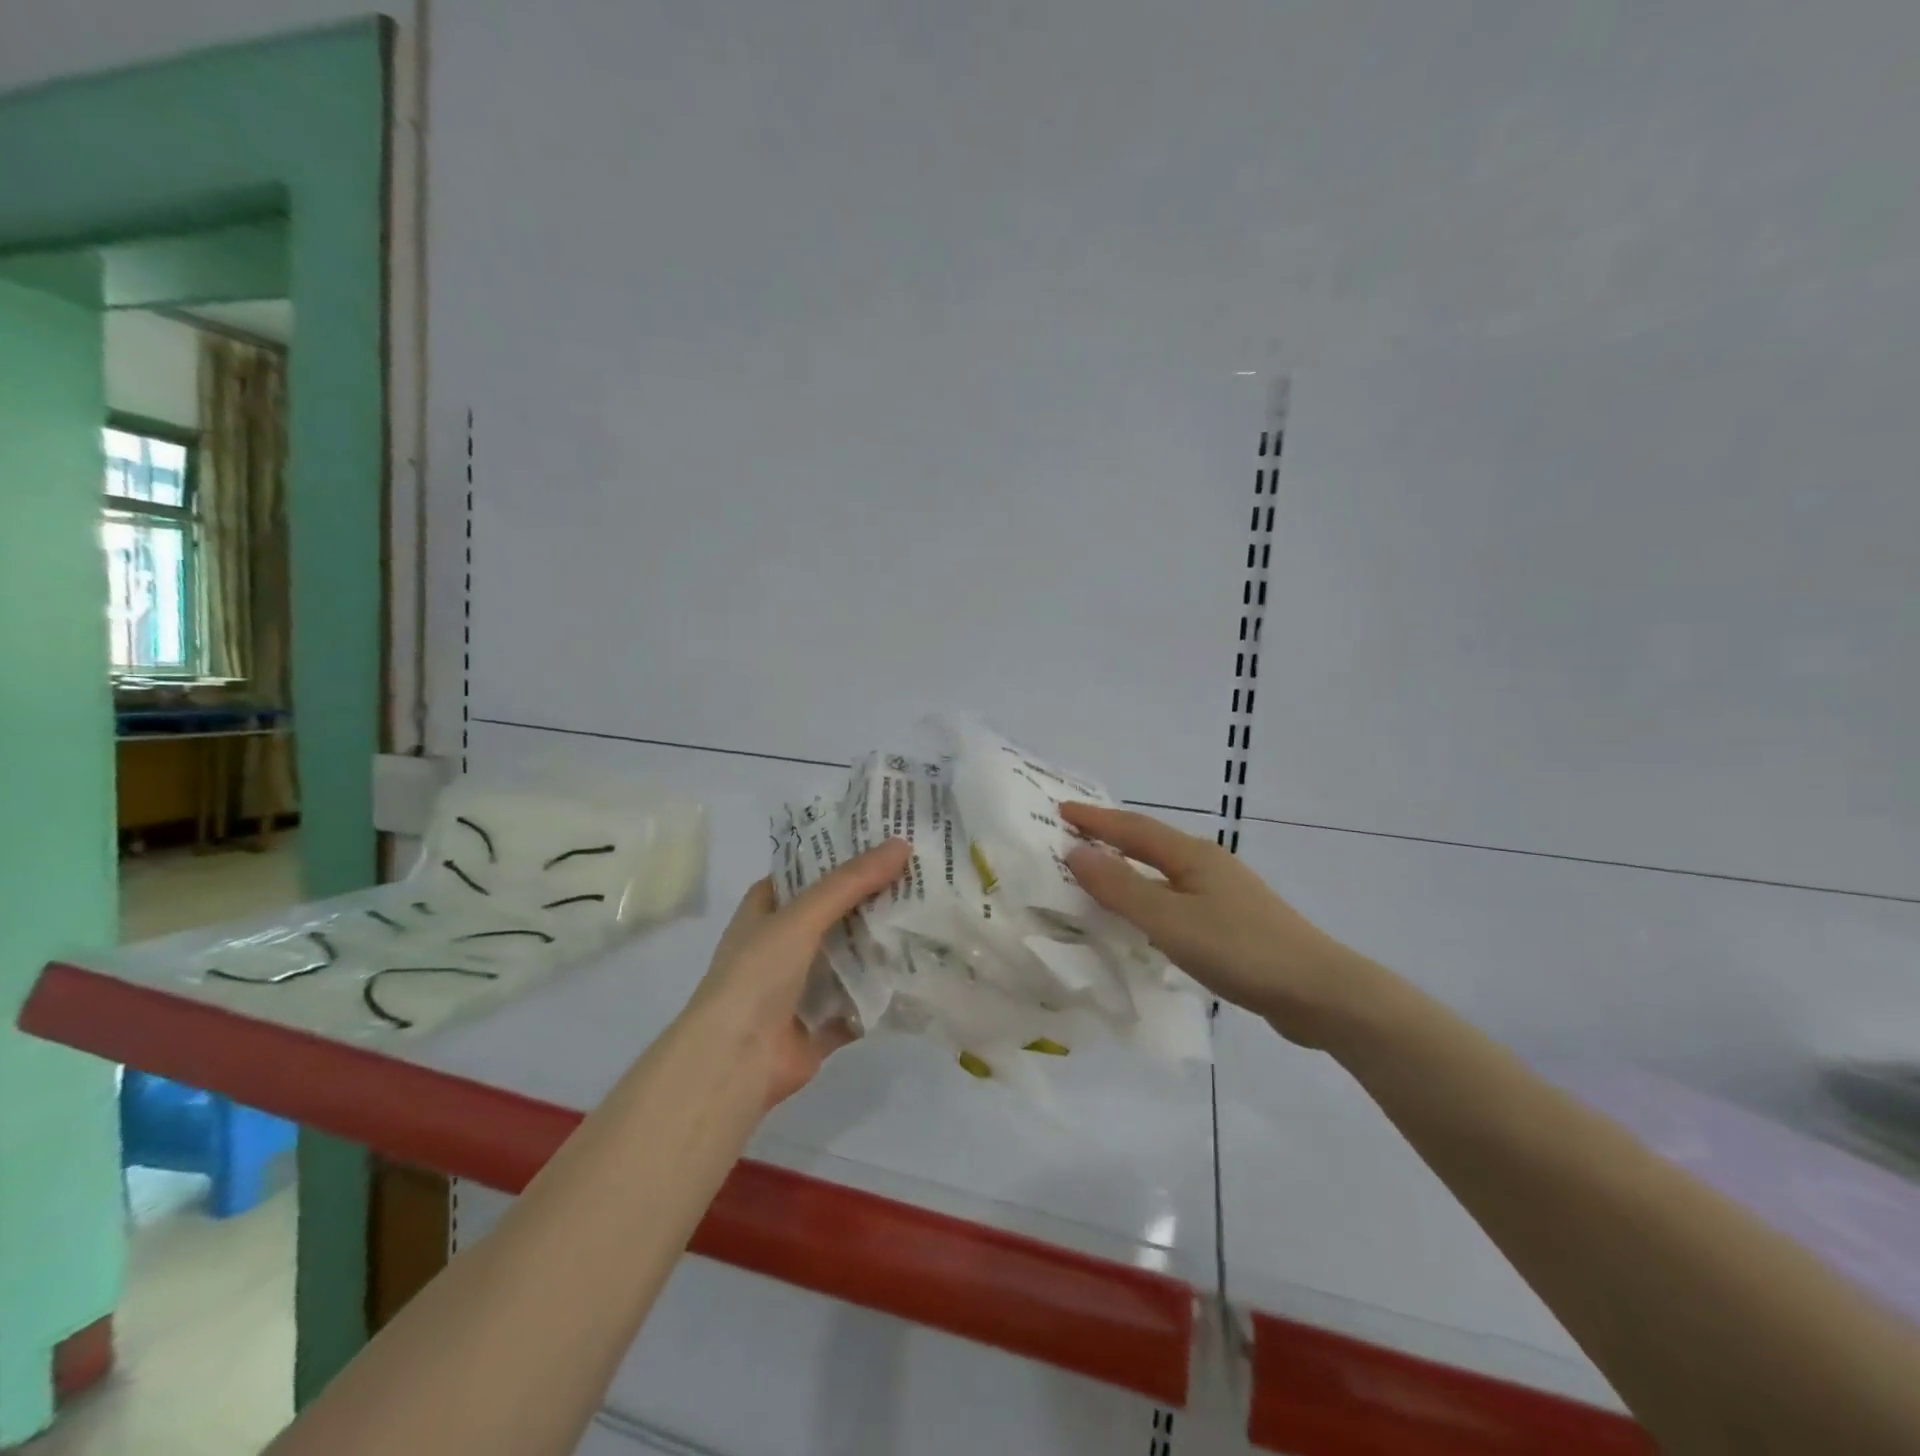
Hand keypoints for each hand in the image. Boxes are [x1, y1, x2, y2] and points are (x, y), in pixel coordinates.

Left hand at [681, 840, 911, 1107]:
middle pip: (834, 914)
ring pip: (849, 958)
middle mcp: (781, 944)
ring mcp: (799, 987)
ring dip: (880, 945)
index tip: (886, 843)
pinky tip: (919, 973)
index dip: (841, 855)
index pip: (807, 872)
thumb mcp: (802, 916)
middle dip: (872, 899)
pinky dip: (882, 993)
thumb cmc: (757, 975)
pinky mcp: (819, 1025)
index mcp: (766, 911)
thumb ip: (851, 882)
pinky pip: (858, 1003)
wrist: (735, 1062)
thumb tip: (901, 844)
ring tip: (929, 917)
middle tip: (920, 877)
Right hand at [1061, 803, 1376, 1046]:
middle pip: (1150, 844)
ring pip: (1164, 873)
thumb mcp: (1170, 920)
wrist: (1321, 993)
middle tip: (1073, 837)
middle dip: (1110, 838)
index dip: (1095, 820)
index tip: (1060, 810)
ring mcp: (1225, 894)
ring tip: (1099, 875)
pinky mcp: (1234, 924)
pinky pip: (1177, 899)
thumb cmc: (1241, 950)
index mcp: (1192, 856)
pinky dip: (1150, 898)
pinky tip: (1144, 920)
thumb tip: (1076, 851)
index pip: (1132, 828)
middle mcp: (1208, 866)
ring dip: (1129, 869)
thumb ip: (1121, 888)